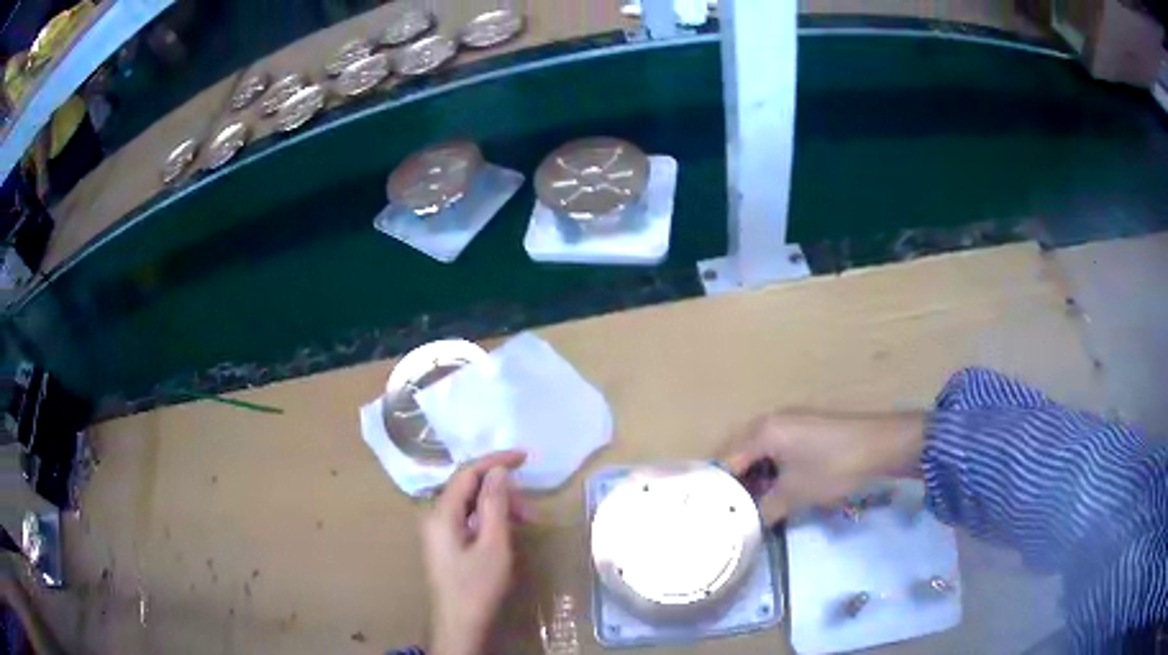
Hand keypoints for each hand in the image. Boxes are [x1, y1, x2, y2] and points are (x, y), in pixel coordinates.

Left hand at [422, 451, 527, 654]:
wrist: (460, 624)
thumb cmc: (477, 586)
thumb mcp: (493, 544)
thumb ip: (494, 504)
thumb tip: (498, 470)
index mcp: (441, 513)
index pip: (467, 473)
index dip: (495, 460)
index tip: (525, 457)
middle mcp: (435, 516)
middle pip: (468, 489)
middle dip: (502, 490)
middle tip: (531, 508)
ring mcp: (439, 531)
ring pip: (470, 505)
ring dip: (499, 507)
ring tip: (527, 522)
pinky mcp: (446, 544)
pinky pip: (468, 520)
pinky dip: (490, 520)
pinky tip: (508, 532)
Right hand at [720, 412, 924, 523]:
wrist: (881, 445)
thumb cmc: (834, 467)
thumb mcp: (796, 494)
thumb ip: (765, 509)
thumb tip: (746, 526)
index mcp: (761, 432)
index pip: (724, 461)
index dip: (715, 489)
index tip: (706, 514)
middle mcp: (768, 422)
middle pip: (737, 455)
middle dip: (730, 485)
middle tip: (722, 514)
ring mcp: (787, 424)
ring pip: (756, 455)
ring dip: (750, 480)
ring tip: (743, 509)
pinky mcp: (803, 431)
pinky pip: (773, 452)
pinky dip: (767, 473)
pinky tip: (770, 494)